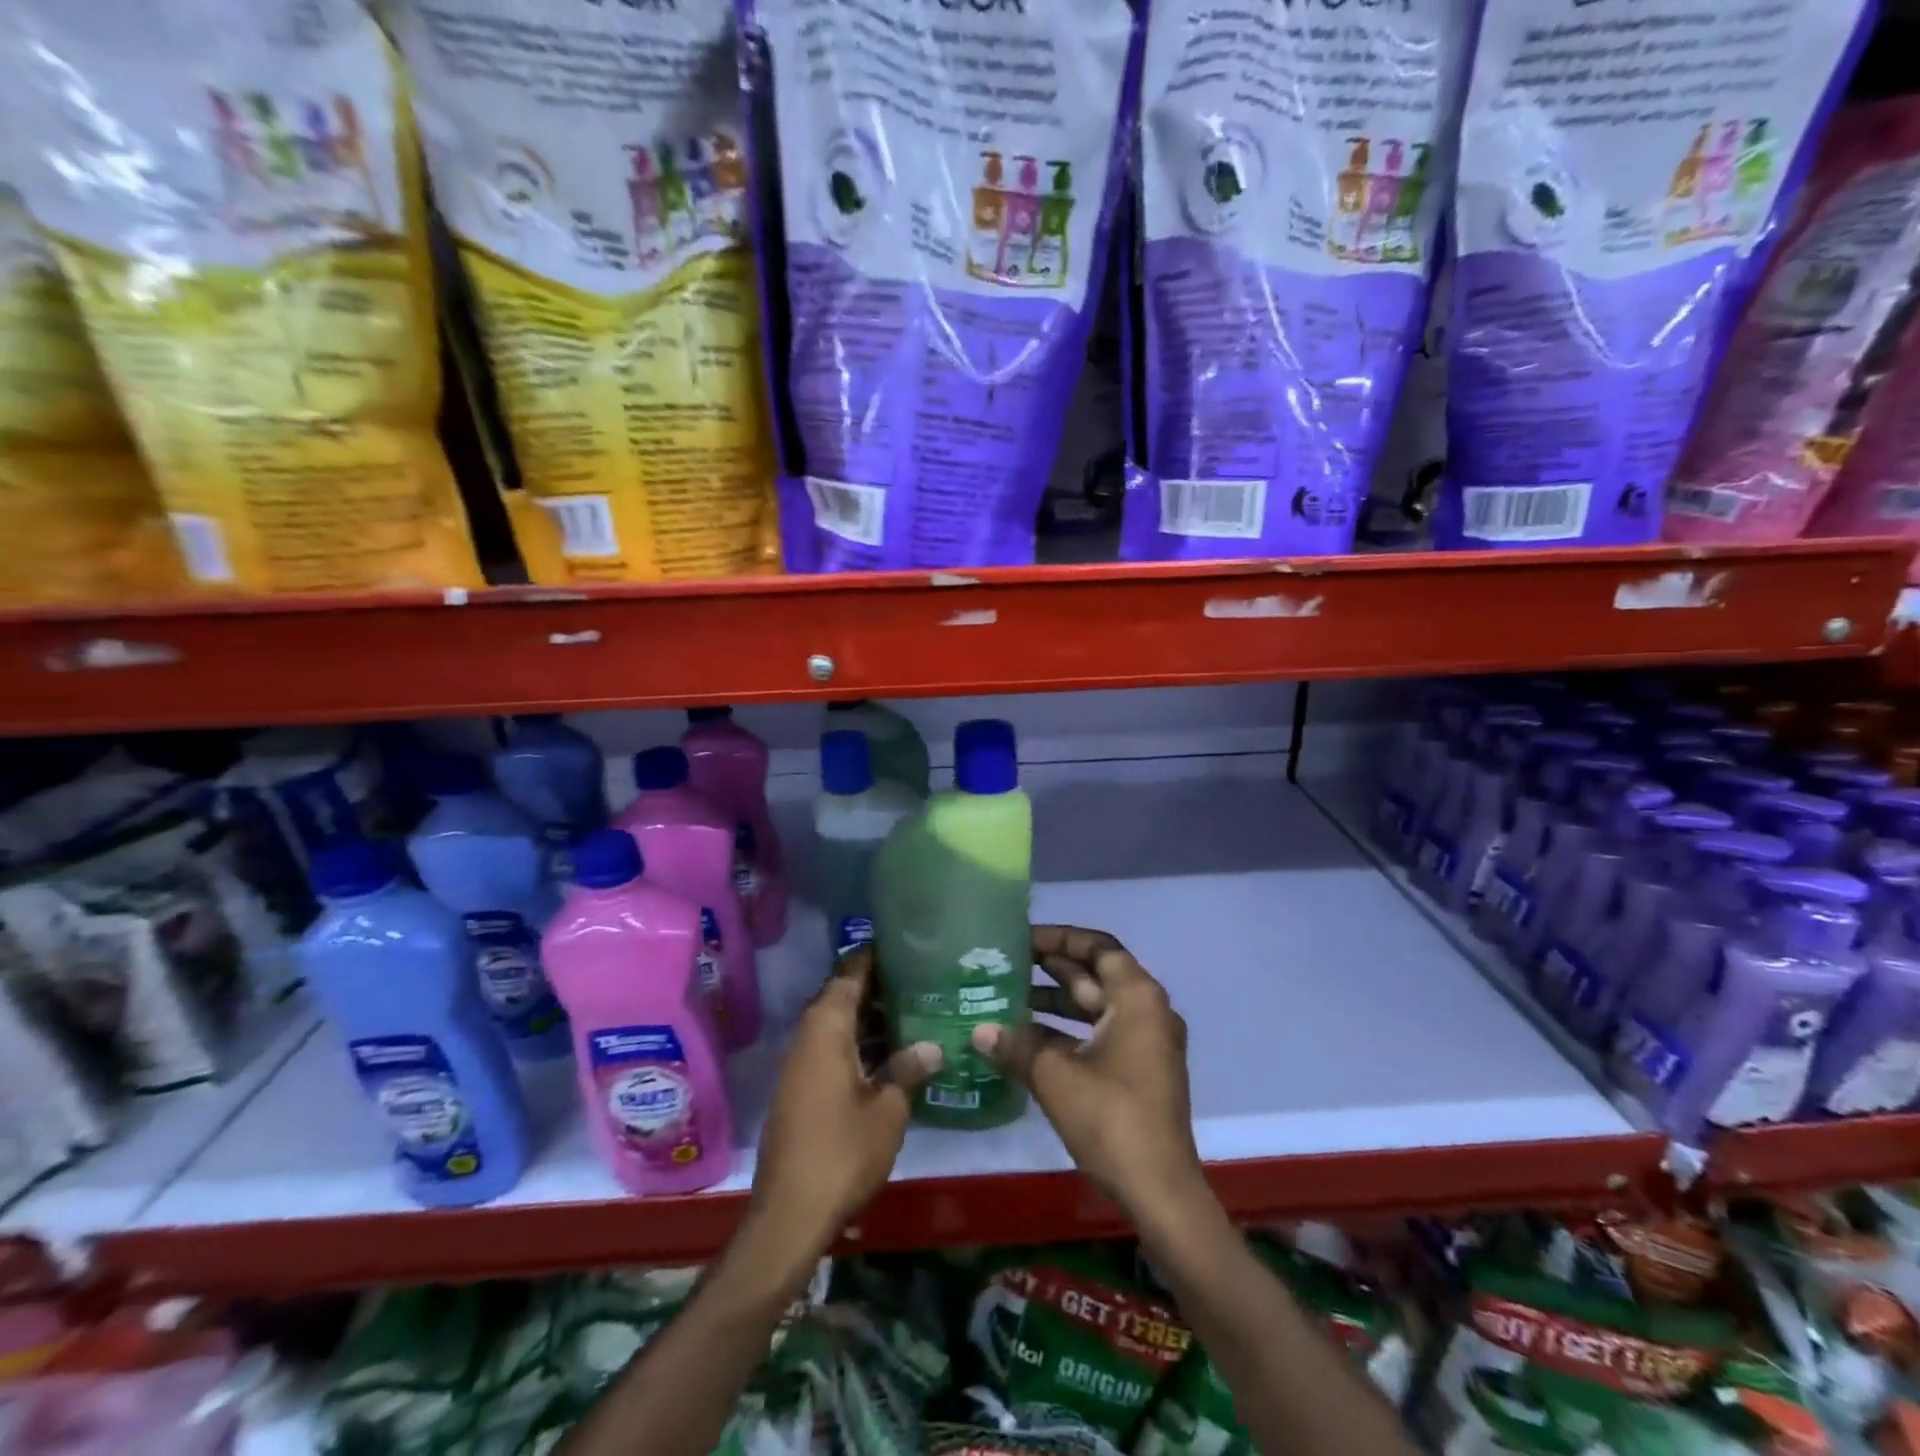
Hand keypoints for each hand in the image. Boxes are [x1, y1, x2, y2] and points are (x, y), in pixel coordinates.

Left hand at [750, 946, 941, 1253]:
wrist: (790, 1213)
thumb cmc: (842, 1152)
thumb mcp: (888, 1110)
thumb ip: (908, 1070)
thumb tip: (934, 1046)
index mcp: (826, 1028)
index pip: (849, 974)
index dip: (873, 956)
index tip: (903, 943)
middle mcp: (808, 1036)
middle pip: (842, 996)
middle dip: (877, 986)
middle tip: (919, 977)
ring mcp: (800, 1064)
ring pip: (837, 1024)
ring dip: (868, 1017)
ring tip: (912, 1009)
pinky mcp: (801, 1089)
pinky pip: (831, 1048)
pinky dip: (858, 1043)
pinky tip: (889, 1054)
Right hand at [972, 926, 1206, 1225]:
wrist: (1161, 1191)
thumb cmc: (1112, 1119)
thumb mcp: (1056, 1077)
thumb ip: (1016, 1046)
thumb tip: (978, 1030)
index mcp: (1137, 997)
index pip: (1097, 946)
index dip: (1059, 938)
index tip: (1022, 939)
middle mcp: (1147, 1010)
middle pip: (1096, 974)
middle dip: (1052, 968)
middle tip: (1007, 963)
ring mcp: (1146, 1042)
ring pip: (1096, 1006)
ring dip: (1056, 1000)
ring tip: (1009, 995)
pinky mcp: (1140, 1069)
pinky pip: (1100, 1032)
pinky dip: (1068, 1030)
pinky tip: (1028, 1038)